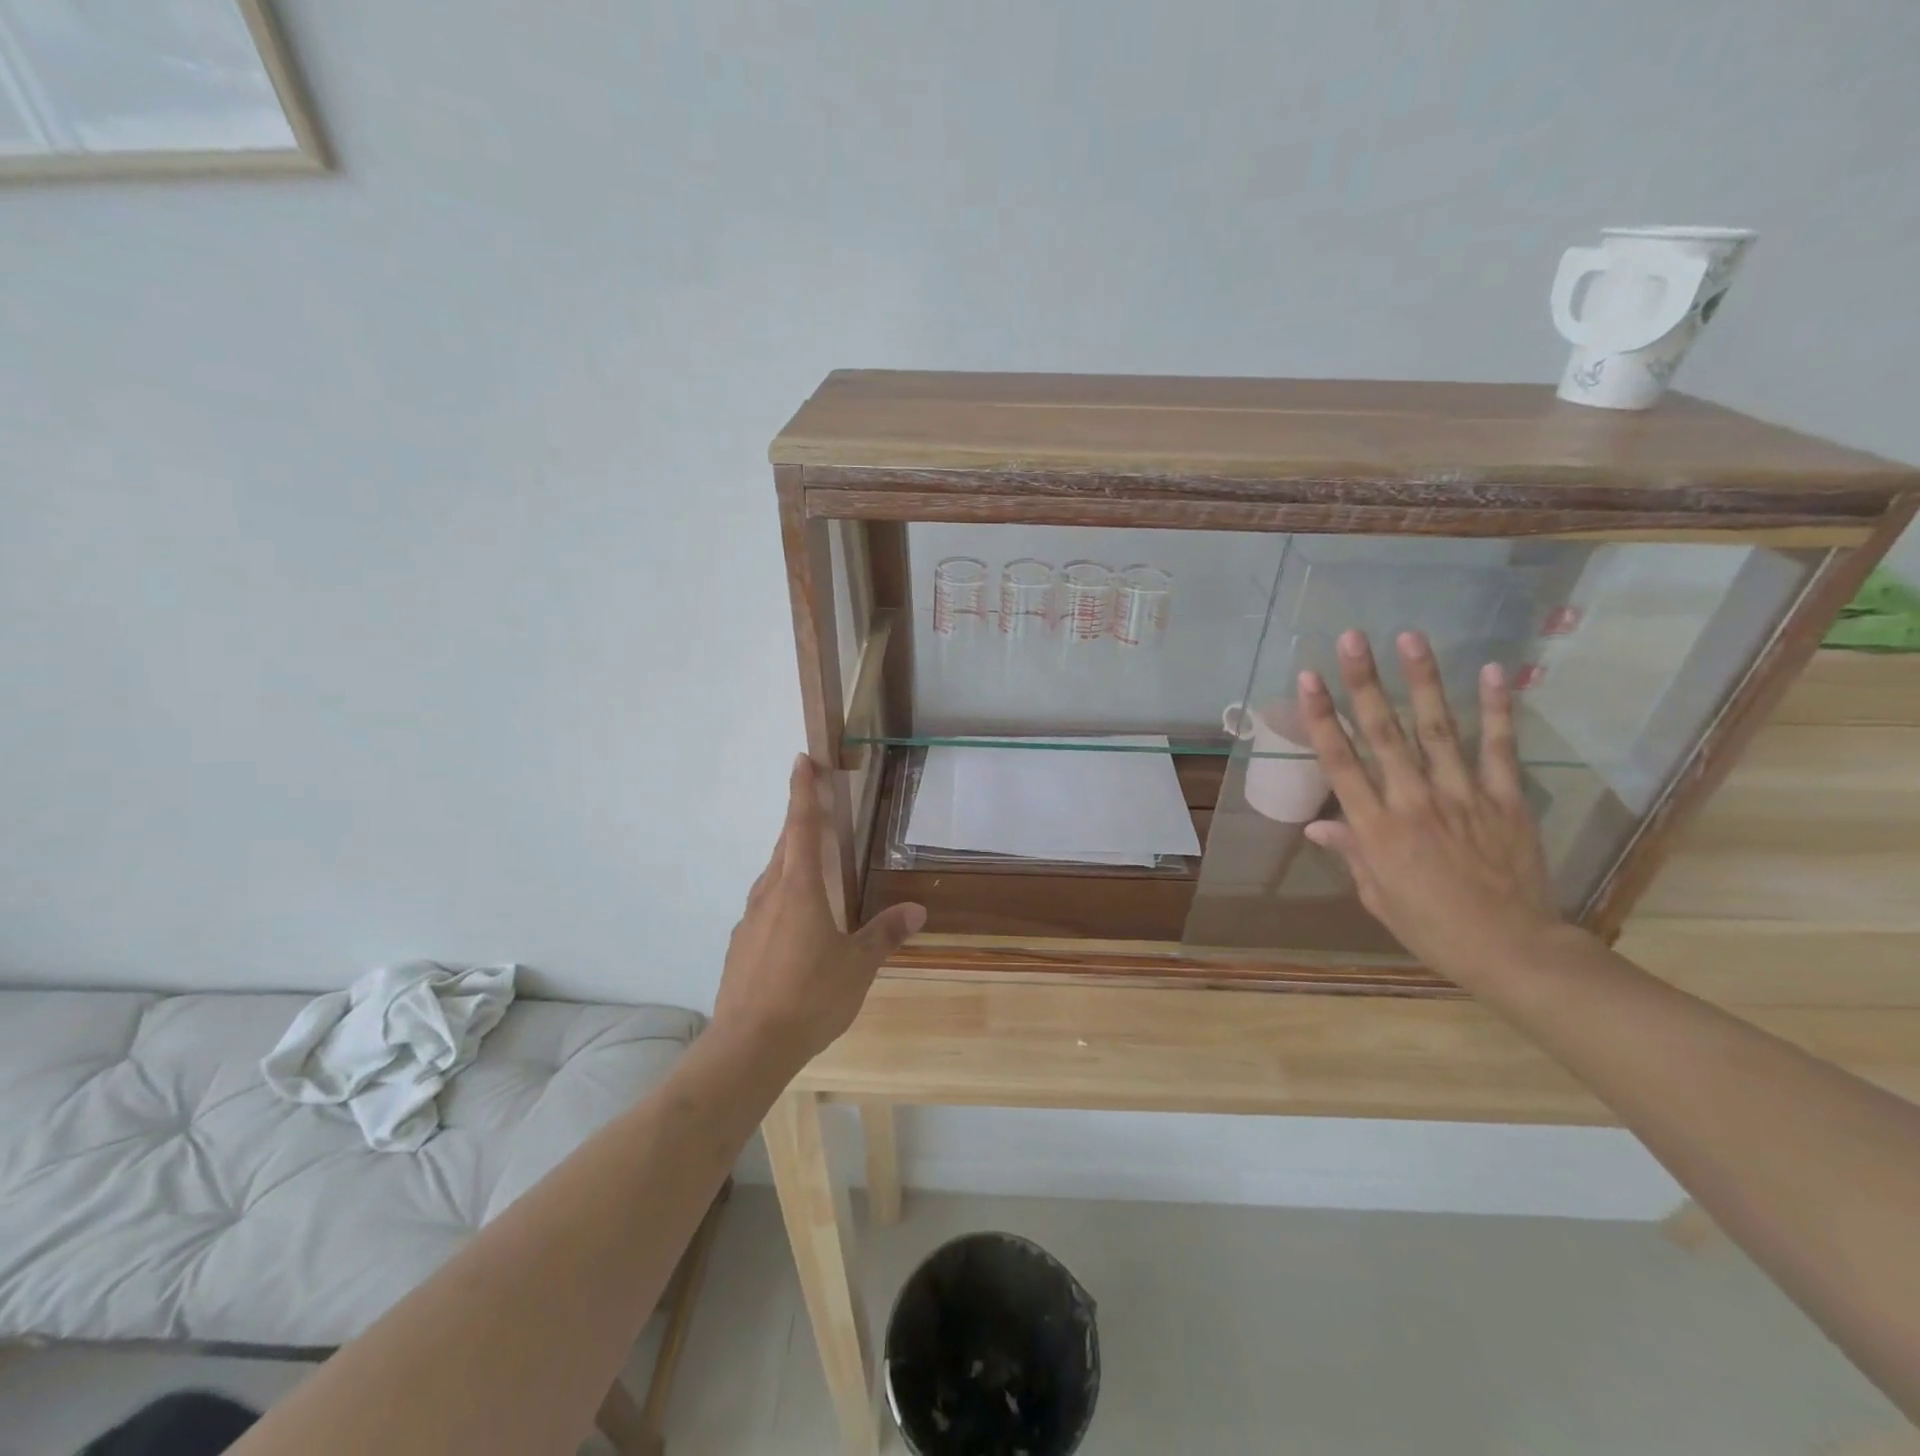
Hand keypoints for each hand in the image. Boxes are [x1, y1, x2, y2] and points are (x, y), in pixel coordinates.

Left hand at [711, 755, 925, 1068]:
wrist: (748, 1046)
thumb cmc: (809, 997)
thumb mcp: (858, 966)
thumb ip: (885, 934)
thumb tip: (917, 910)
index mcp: (800, 889)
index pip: (802, 826)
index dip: (804, 791)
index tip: (802, 760)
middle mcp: (770, 894)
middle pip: (785, 845)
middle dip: (800, 819)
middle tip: (817, 803)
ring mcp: (750, 919)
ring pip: (772, 875)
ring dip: (790, 858)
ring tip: (811, 862)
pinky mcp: (740, 945)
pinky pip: (765, 905)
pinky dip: (782, 895)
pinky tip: (795, 921)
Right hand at [1298, 631, 1565, 983]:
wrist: (1513, 950)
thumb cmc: (1432, 928)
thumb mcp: (1377, 896)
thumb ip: (1351, 852)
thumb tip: (1319, 824)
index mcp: (1376, 829)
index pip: (1340, 762)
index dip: (1322, 717)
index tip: (1308, 679)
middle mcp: (1414, 802)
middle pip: (1383, 733)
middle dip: (1363, 683)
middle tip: (1351, 639)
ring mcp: (1463, 796)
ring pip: (1437, 729)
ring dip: (1421, 681)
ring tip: (1409, 638)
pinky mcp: (1505, 799)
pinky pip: (1499, 748)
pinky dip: (1496, 709)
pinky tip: (1493, 671)